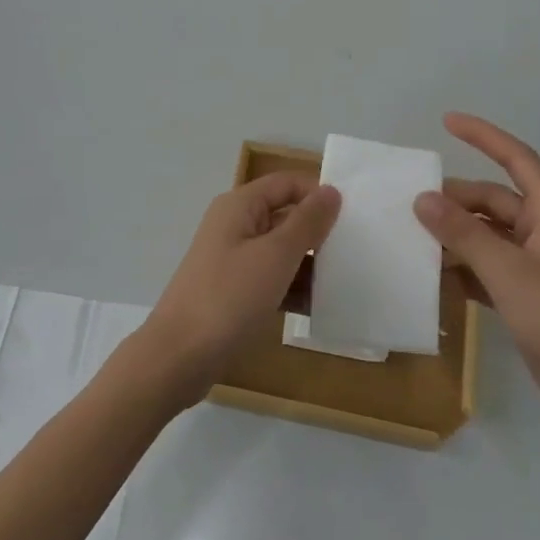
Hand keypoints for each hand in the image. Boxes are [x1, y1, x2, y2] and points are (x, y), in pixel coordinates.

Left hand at [140, 174, 341, 406]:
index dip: (319, 193)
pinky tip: (322, 306)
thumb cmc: (229, 297)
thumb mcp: (275, 255)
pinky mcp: (234, 292)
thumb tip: (331, 191)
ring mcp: (233, 260)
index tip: (356, 216)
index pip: (287, 183)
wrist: (179, 356)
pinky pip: (272, 279)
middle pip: (285, 216)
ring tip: (349, 279)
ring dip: (310, 264)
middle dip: (319, 231)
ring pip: (281, 251)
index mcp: (240, 206)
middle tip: (359, 249)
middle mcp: (235, 226)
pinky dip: (294, 288)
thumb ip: (307, 221)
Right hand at [415, 113, 539, 451]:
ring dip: (454, 235)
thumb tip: (423, 198)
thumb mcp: (508, 272)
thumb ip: (464, 233)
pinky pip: (486, 266)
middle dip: (455, 199)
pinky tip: (433, 276)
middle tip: (410, 205)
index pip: (518, 160)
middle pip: (494, 200)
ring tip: (413, 238)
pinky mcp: (526, 295)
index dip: (485, 137)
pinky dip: (462, 266)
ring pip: (487, 235)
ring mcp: (535, 265)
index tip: (447, 121)